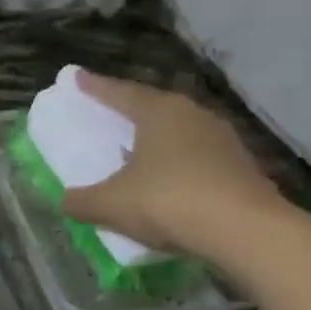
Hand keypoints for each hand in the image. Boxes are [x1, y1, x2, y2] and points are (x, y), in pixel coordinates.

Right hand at [58, 72, 282, 255]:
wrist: (245, 231)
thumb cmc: (168, 201)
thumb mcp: (110, 205)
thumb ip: (82, 201)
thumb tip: (65, 200)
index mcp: (159, 112)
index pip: (120, 93)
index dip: (95, 87)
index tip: (77, 77)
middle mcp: (193, 115)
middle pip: (154, 107)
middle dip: (130, 110)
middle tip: (109, 113)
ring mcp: (223, 140)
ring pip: (180, 132)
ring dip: (157, 139)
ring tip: (138, 150)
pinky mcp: (242, 167)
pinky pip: (198, 157)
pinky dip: (178, 164)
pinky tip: (169, 181)